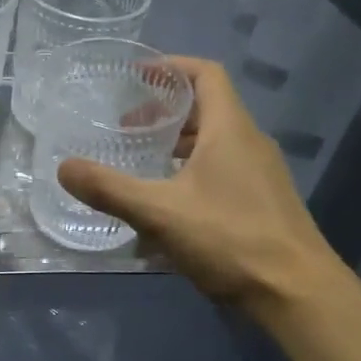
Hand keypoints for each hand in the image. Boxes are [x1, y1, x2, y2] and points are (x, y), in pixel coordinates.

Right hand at [57, 57, 351, 322]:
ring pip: (214, 145)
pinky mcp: (263, 204)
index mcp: (230, 129)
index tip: (136, 76)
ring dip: (176, 148)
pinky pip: (222, 173)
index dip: (171, 67)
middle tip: (127, 128)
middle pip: (206, 110)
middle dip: (164, 113)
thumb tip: (63, 168)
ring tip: (141, 166)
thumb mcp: (159, 213)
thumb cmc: (230, 239)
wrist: (297, 293)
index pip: (205, 74)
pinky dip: (191, 176)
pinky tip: (167, 209)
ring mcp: (261, 175)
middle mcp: (250, 143)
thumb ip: (109, 189)